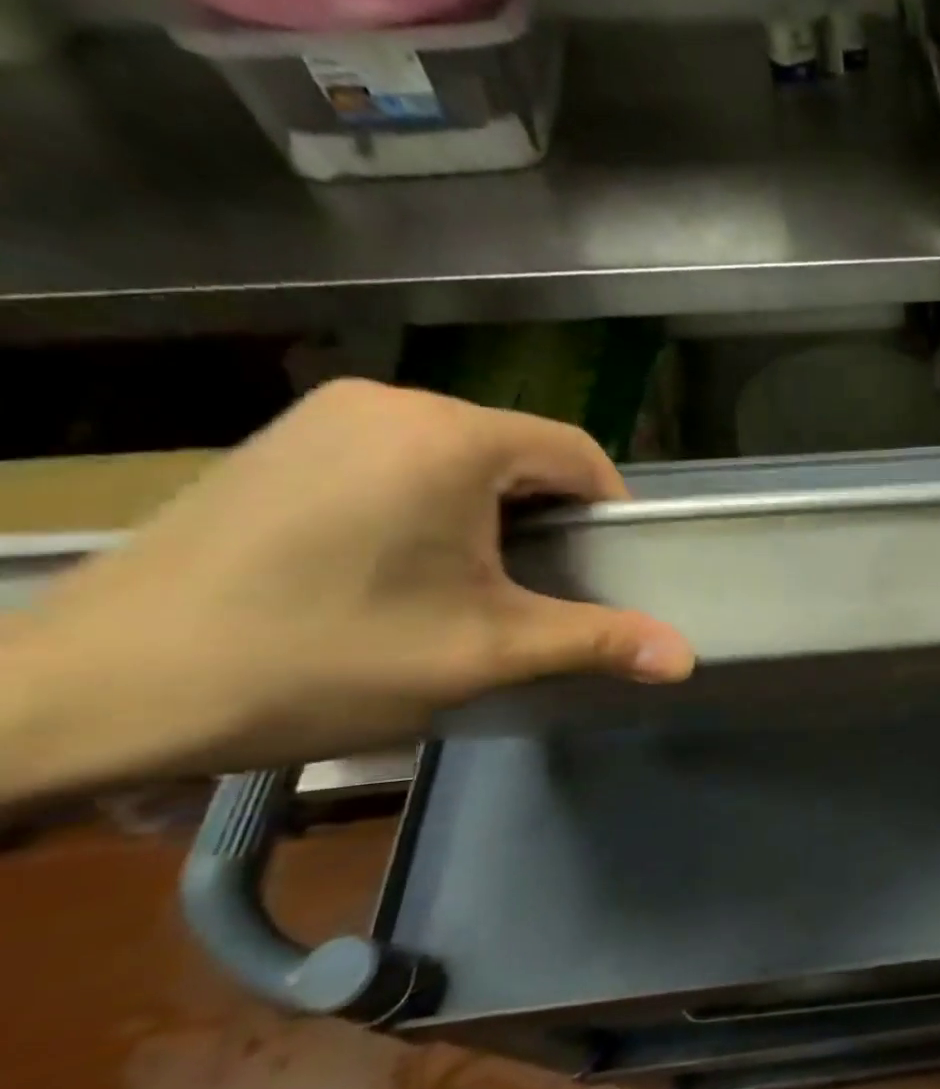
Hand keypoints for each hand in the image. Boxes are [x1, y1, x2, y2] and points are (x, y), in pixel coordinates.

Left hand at [4, 380, 691, 799]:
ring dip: (495, 511)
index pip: (578, 454)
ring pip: (463, 454)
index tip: (608, 574)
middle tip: (544, 591)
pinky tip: (404, 563)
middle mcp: (393, 402)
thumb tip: (687, 659)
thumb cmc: (321, 657)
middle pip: (521, 451)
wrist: (102, 686)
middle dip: (551, 518)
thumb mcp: (482, 653)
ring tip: (477, 584)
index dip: (611, 513)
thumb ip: (596, 641)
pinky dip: (436, 501)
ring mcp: (329, 414)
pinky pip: (403, 456)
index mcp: (451, 437)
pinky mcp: (287, 438)